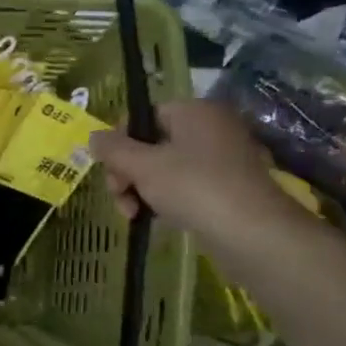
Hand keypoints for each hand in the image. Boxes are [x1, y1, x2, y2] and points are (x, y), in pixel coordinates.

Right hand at [88, 100, 312, 248]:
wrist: (252, 233)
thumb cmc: (194, 187)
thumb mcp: (143, 166)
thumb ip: (113, 148)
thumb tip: (93, 136)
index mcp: (194, 111)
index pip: (143, 115)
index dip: (119, 141)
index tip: (110, 170)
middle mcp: (210, 128)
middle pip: (151, 143)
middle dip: (127, 171)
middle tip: (120, 197)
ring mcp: (221, 159)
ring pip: (164, 168)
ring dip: (141, 189)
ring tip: (133, 215)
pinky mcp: (226, 188)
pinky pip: (184, 186)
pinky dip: (165, 200)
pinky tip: (155, 219)